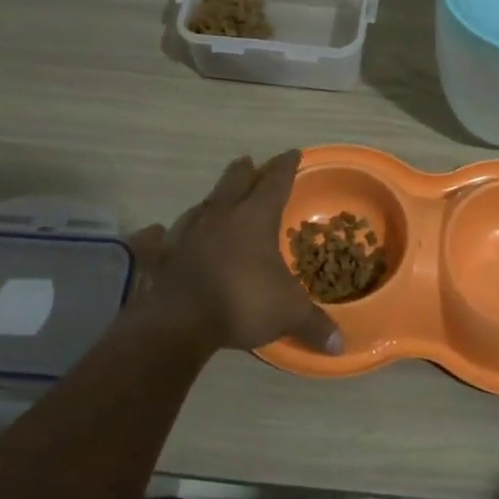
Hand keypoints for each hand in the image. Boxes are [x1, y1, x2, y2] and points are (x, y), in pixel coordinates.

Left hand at [126, 151, 342, 357]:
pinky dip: (166, 231)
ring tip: (217, 196)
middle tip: (251, 162)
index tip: (293, 153)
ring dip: (213, 197)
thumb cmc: (242, 302)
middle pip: (235, 182)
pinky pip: (164, 235)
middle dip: (247, 171)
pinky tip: (158, 231)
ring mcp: (189, 232)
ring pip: (203, 203)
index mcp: (255, 218)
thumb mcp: (289, 313)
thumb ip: (315, 324)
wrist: (180, 322)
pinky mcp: (165, 254)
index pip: (275, 182)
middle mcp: (221, 216)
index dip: (286, 167)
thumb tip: (340, 345)